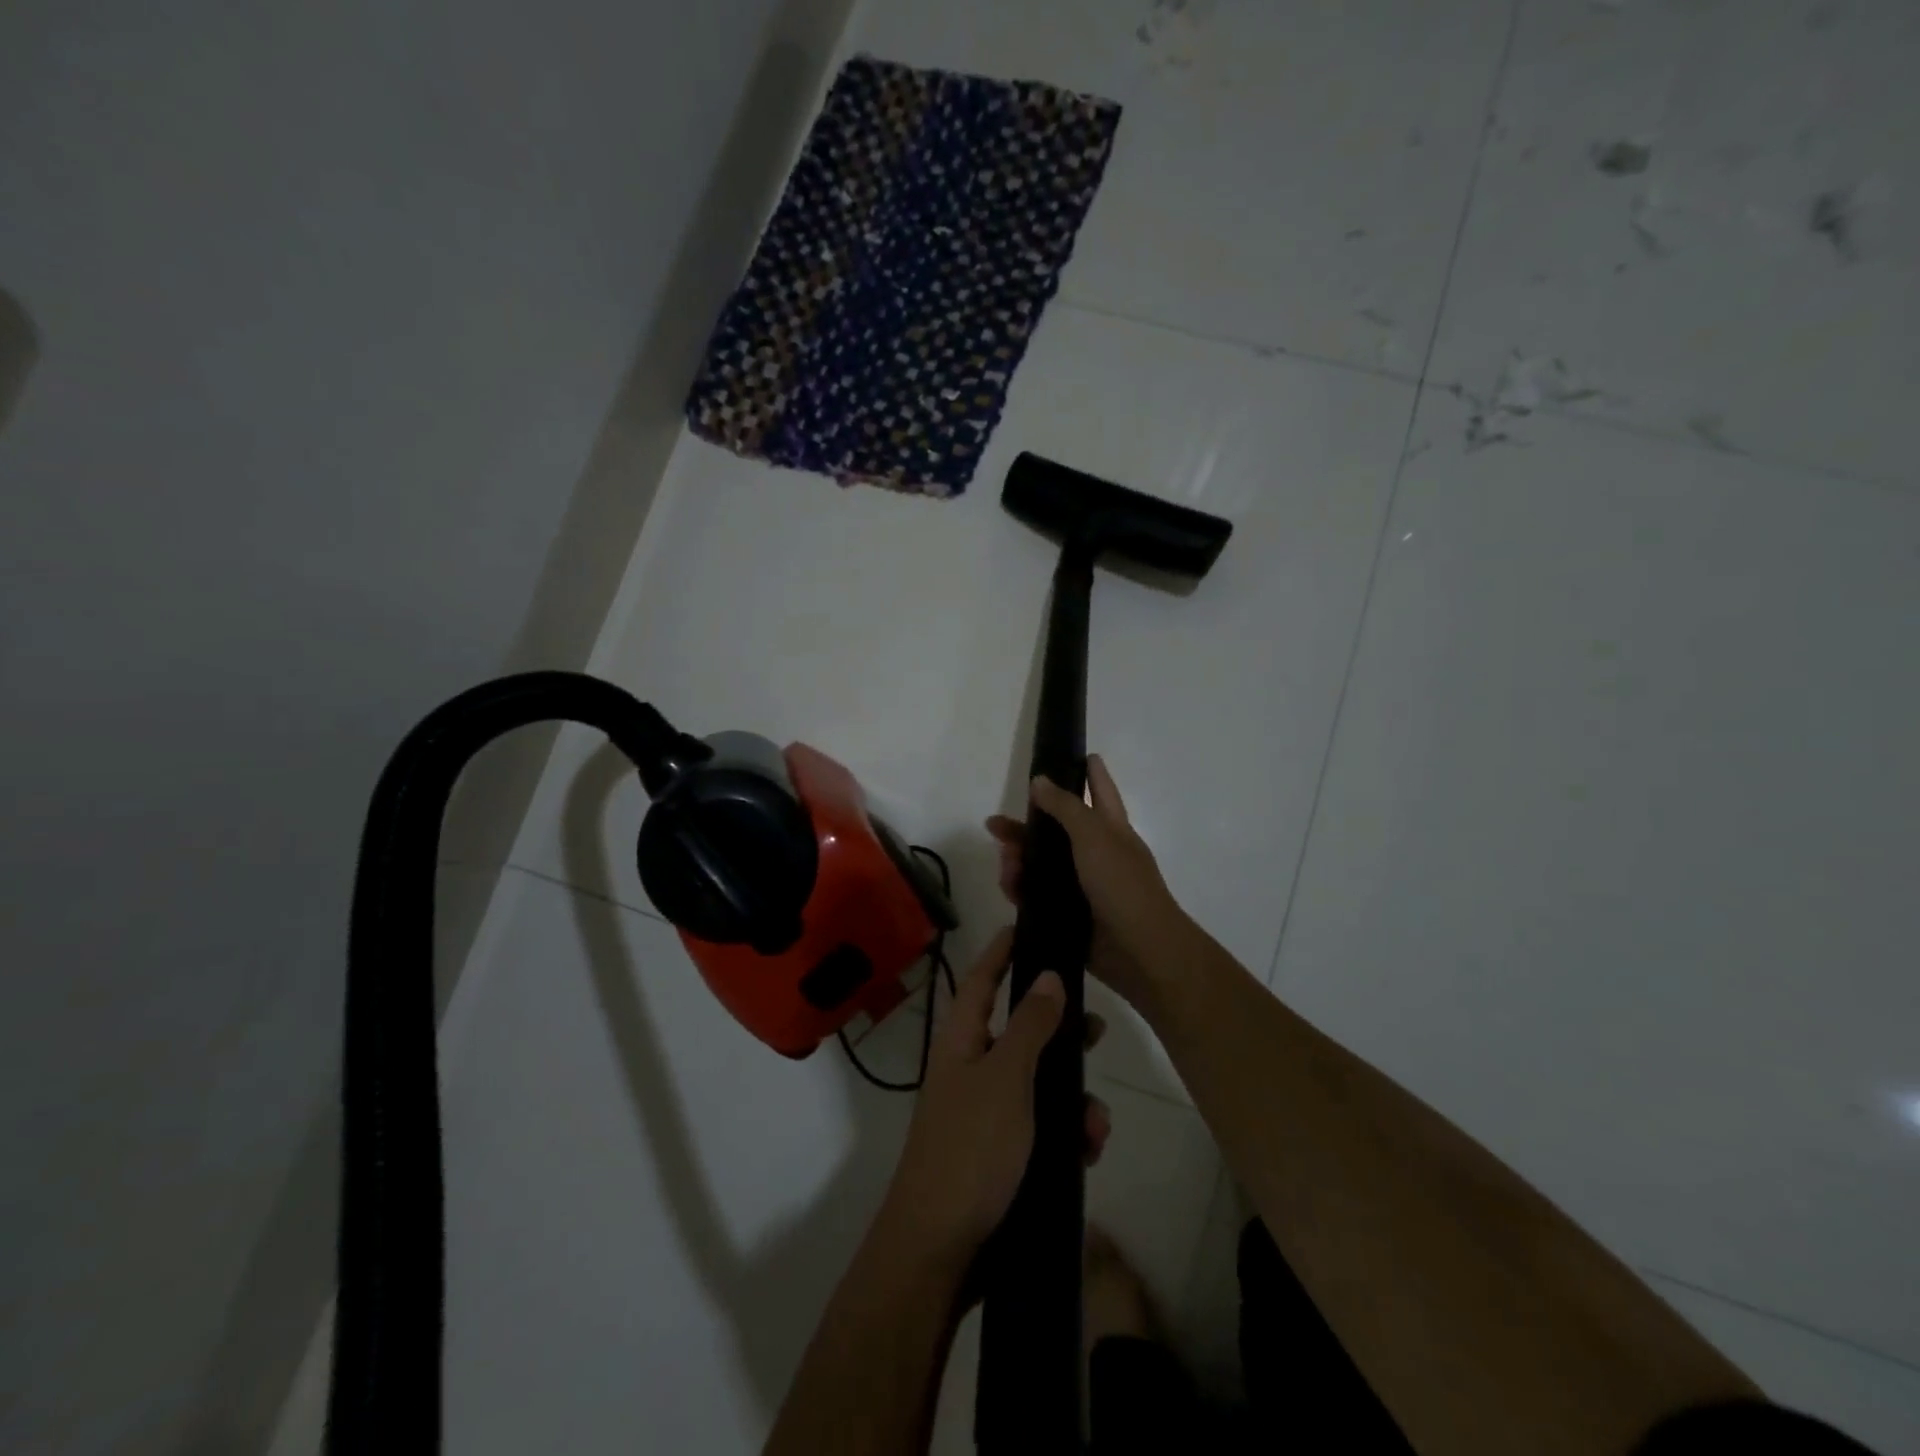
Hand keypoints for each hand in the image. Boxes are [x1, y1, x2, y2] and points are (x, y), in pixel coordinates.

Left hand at [878, 929, 1111, 1272]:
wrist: (939, 1253)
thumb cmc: (970, 1150)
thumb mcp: (1006, 1079)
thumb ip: (1030, 1026)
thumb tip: (1049, 976)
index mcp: (961, 1043)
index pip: (980, 981)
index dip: (1000, 952)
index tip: (1024, 927)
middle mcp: (969, 1071)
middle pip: (1017, 1032)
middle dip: (1058, 1031)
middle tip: (1097, 1027)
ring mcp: (984, 1116)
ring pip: (1037, 1085)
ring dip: (1072, 1097)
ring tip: (1098, 1123)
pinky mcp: (1000, 1157)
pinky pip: (1040, 1129)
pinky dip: (1066, 1135)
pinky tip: (1088, 1153)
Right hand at [986, 754, 1194, 1010]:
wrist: (1140, 951)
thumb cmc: (1122, 885)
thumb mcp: (1094, 836)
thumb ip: (1066, 807)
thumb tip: (1040, 781)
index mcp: (1112, 829)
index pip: (1101, 791)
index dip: (1092, 772)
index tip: (1080, 754)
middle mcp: (1097, 854)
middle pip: (1057, 830)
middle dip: (1027, 826)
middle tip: (995, 825)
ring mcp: (1083, 886)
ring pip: (1042, 864)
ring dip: (1019, 860)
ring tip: (1005, 865)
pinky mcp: (1069, 914)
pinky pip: (1038, 896)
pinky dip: (1021, 890)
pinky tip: (1009, 889)